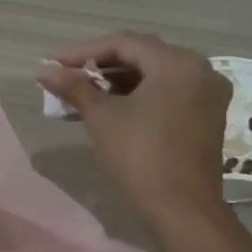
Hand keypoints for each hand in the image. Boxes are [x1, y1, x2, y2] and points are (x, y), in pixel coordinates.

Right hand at [39, 32, 230, 226]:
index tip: (54, 64)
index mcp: (177, 63)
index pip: (123, 44)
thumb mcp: (102, 117)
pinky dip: (136, 95)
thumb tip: (44, 70)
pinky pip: (166, 92)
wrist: (182, 207)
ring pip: (153, 75)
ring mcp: (206, 94)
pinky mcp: (205, 115)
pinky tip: (108, 108)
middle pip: (140, 56)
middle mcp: (199, 70)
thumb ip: (74, 87)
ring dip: (115, 82)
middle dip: (99, 66)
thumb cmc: (140, 155)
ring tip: (80, 95)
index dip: (84, 52)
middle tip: (66, 77)